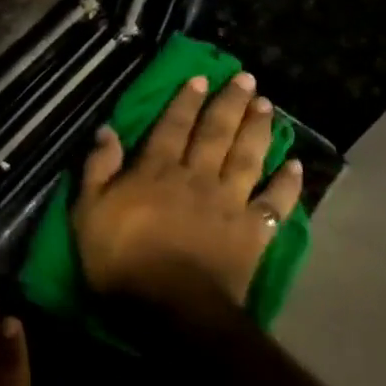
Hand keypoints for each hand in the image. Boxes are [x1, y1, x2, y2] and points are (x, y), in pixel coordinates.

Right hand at [73, 71, 303, 321]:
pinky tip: (296, 165)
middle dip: (230, 103)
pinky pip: (275, 202)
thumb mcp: (89, 213)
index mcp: (157, 171)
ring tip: (268, 106)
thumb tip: (108, 130)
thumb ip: (98, 169)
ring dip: (258, 129)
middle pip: (216, 133)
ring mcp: (229, 202)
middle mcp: (197, 177)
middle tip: (246, 79)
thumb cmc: (121, 261)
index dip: (185, 101)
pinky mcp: (252, 231)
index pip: (172, 126)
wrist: (171, 308)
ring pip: (247, 157)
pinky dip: (288, 184)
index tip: (201, 78)